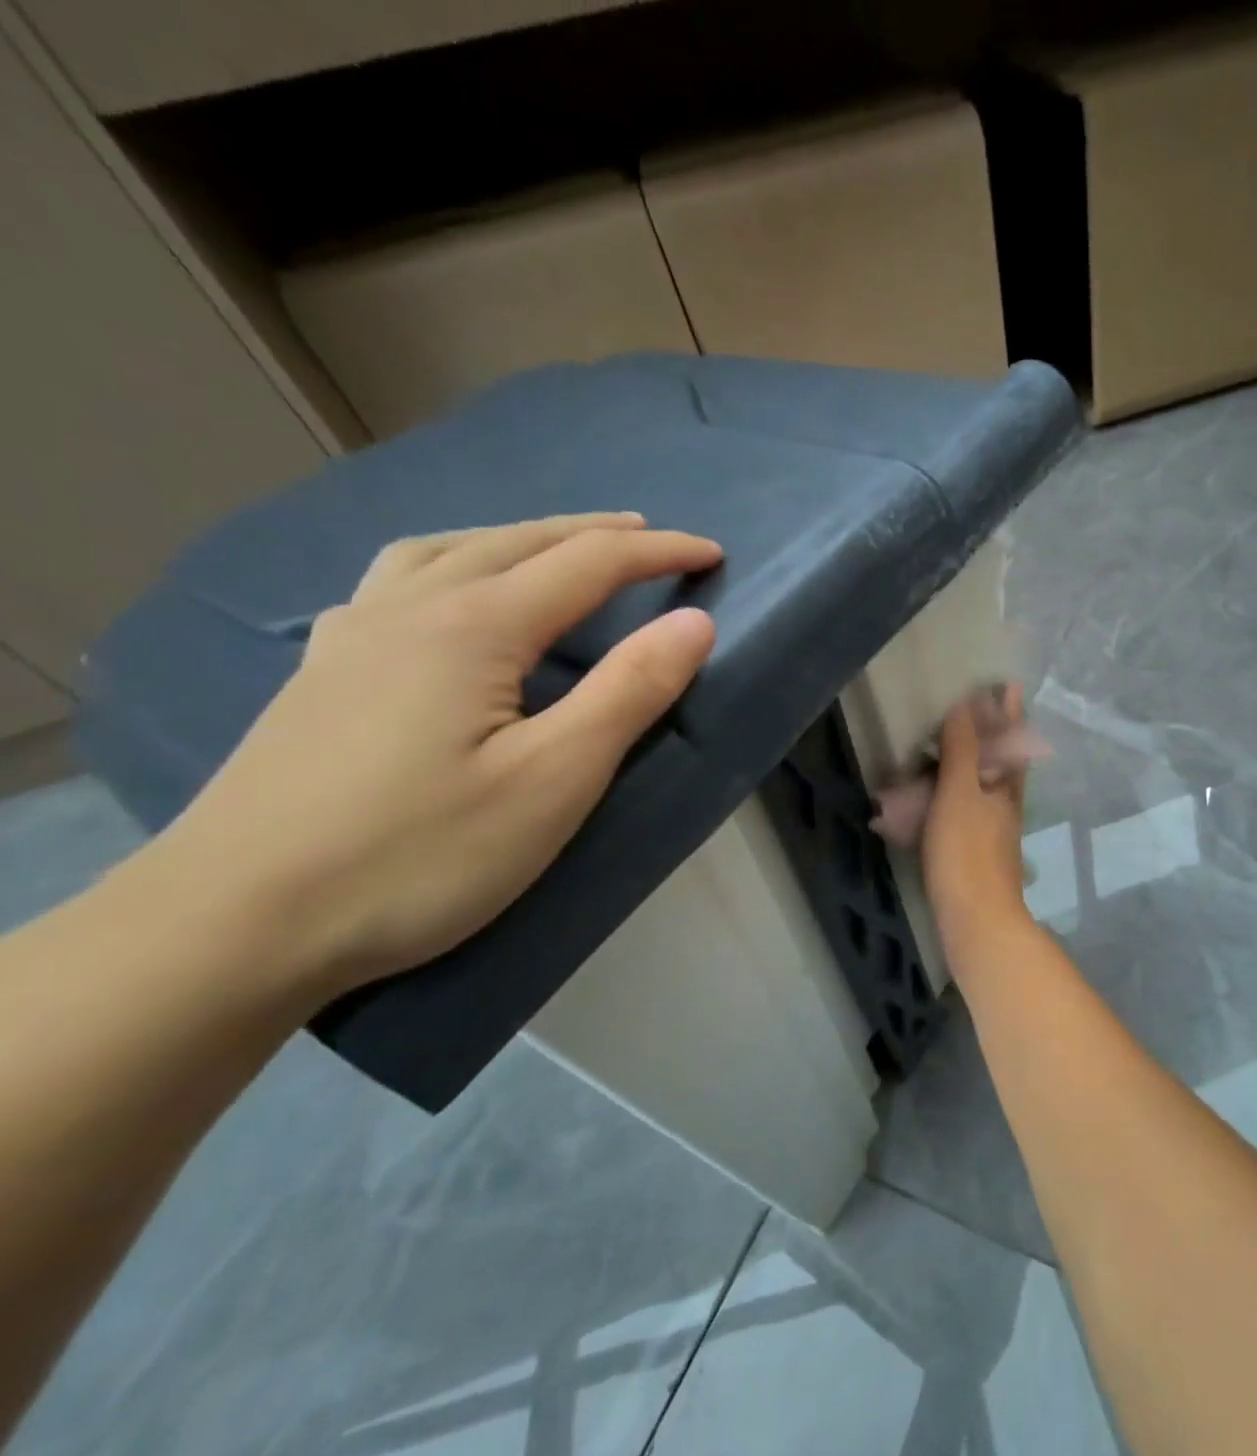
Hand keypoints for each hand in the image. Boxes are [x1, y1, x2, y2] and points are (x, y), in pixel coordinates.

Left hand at [134, 513, 721, 1001]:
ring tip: (555, 549)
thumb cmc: (420, 855)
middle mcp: (410, 609)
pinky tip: (443, 594)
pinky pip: (394, 583)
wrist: (232, 927)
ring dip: (518, 537)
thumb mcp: (554, 779)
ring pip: (447, 550)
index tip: (713, 553)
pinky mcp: (320, 675)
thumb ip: (629, 691)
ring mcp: (352, 638)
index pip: (589, 563)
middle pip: (518, 542)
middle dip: (595, 533)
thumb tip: (693, 621)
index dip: (659, 553)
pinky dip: (448, 563)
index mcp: (474, 626)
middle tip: (649, 538)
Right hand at [922, 683, 1031, 925]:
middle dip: (989, 735)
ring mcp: (990, 832)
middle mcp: (1003, 807)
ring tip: (943, 749)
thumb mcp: (960, 794)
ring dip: (966, 764)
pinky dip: (946, 798)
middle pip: (999, 762)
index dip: (1009, 712)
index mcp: (1005, 788)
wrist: (977, 922)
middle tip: (973, 711)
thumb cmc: (967, 853)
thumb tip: (968, 705)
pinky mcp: (973, 854)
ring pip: (980, 788)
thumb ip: (963, 751)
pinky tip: (927, 803)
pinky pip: (960, 812)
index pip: (1010, 739)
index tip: (1009, 685)